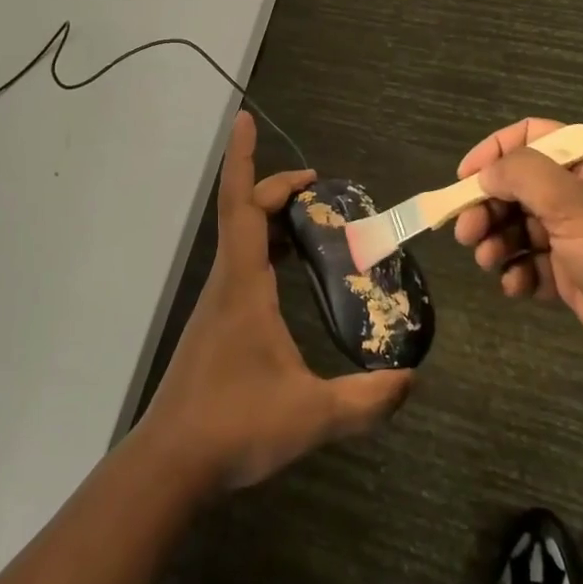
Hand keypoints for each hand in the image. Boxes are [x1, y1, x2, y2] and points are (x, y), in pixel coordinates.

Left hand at [137, 113, 412, 491]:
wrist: (171, 463)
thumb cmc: (234, 426)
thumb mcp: (310, 415)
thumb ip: (365, 400)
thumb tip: (411, 379)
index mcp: (243, 284)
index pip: (241, 205)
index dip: (242, 159)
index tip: (244, 119)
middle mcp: (227, 281)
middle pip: (245, 213)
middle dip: (277, 190)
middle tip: (319, 188)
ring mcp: (218, 302)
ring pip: (241, 239)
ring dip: (271, 219)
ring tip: (312, 223)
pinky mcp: (217, 322)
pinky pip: (242, 264)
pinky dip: (266, 249)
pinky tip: (290, 273)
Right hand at [452, 118, 582, 393]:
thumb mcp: (574, 205)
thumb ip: (523, 176)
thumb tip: (485, 174)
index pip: (531, 137)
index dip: (494, 151)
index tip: (464, 178)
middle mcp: (579, 193)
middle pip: (517, 185)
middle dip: (488, 207)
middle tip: (466, 233)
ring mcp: (576, 235)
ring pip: (519, 225)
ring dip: (497, 241)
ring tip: (489, 263)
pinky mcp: (573, 274)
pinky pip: (531, 262)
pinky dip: (517, 272)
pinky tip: (515, 287)